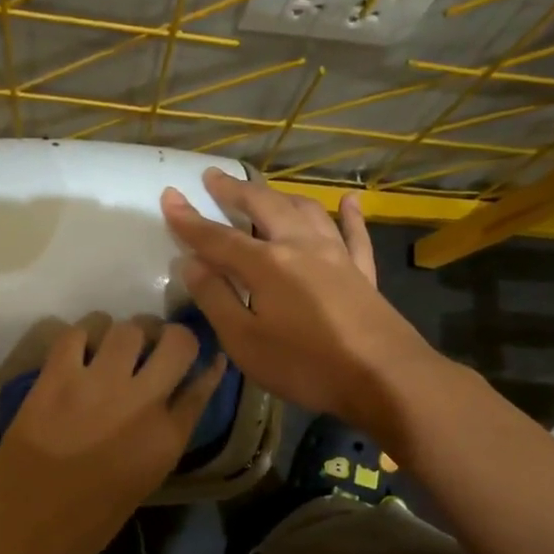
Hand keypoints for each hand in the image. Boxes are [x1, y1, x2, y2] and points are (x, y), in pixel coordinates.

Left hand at [0, 320, 226, 553]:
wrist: (22, 524)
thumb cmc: (85, 523)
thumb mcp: (142, 486)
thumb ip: (161, 443)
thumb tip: (168, 413)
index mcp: (167, 439)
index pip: (202, 385)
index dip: (207, 366)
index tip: (206, 356)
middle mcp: (142, 403)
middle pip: (177, 342)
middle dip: (171, 337)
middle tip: (156, 345)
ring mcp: (98, 384)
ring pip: (128, 329)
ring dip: (125, 335)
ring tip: (113, 348)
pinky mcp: (57, 377)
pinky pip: (77, 333)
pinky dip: (82, 336)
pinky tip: (79, 351)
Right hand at [162, 170, 437, 438]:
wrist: (384, 376)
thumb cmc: (305, 365)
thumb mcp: (245, 341)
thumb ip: (217, 299)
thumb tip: (191, 263)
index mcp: (267, 264)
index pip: (218, 237)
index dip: (190, 219)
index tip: (169, 196)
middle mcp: (300, 246)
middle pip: (264, 207)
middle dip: (235, 191)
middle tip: (213, 177)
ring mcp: (337, 256)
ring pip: (307, 211)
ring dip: (281, 196)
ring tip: (264, 190)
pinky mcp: (363, 272)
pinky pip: (355, 234)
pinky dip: (349, 215)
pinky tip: (349, 200)